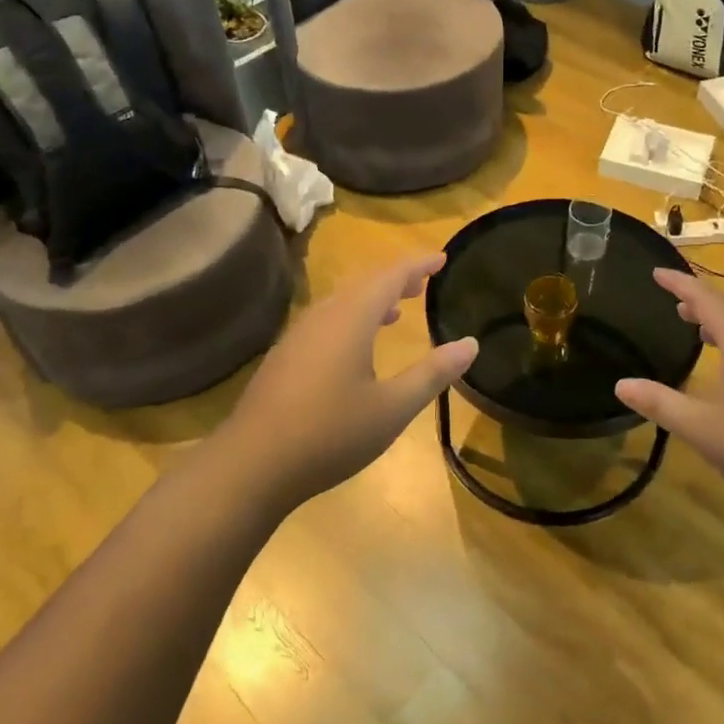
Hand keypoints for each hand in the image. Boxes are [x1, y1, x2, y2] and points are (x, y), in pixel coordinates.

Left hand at [221, 253, 477, 509]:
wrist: (251, 464)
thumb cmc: (330, 433)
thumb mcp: (393, 408)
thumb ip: (433, 374)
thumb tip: (471, 343)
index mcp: (351, 319)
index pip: (390, 276)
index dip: (418, 264)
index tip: (442, 258)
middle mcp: (323, 316)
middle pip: (364, 284)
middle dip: (395, 280)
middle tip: (423, 282)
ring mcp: (298, 335)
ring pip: (342, 303)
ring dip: (372, 300)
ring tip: (395, 311)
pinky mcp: (284, 357)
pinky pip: (326, 321)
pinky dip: (351, 319)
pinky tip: (355, 348)